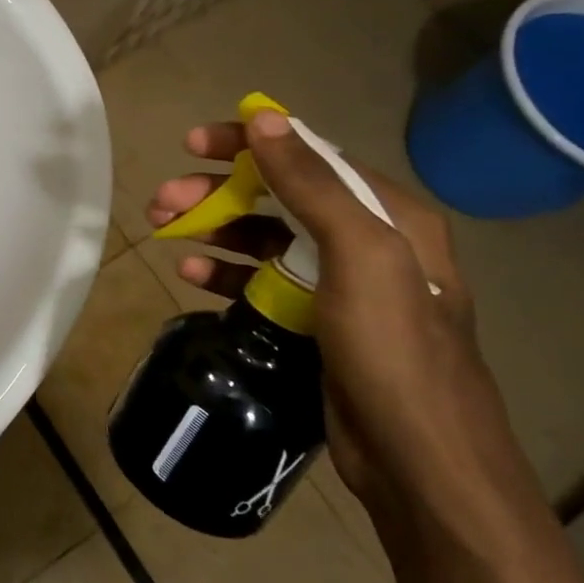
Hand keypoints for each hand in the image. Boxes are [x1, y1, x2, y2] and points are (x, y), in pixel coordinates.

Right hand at [146, 111, 540, 543]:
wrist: (421, 464)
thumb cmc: (395, 351)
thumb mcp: (360, 257)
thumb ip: (312, 184)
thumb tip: (265, 118)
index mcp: (389, 216)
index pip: (310, 156)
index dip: (249, 143)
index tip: (193, 144)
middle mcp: (367, 242)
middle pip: (278, 196)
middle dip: (217, 192)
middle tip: (162, 200)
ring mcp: (340, 285)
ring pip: (264, 239)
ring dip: (213, 229)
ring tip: (164, 232)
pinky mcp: (316, 322)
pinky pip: (261, 281)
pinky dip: (225, 272)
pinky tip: (192, 274)